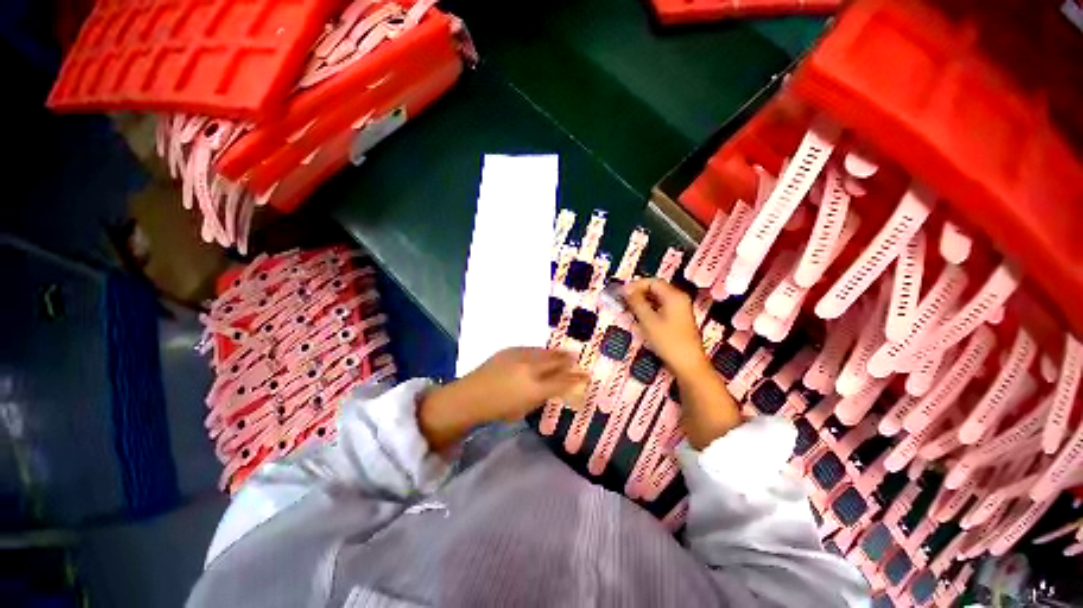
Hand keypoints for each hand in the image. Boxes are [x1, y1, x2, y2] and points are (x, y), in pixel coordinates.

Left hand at [418, 348, 588, 449]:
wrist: (472, 395)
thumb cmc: (498, 409)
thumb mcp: (524, 408)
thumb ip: (542, 396)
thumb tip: (554, 387)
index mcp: (535, 389)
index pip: (563, 382)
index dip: (577, 378)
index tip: (587, 375)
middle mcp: (531, 370)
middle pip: (556, 362)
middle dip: (569, 361)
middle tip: (578, 359)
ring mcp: (520, 357)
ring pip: (545, 352)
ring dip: (557, 353)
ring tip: (566, 353)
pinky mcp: (511, 350)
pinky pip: (532, 349)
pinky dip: (541, 351)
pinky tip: (545, 351)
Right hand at [625, 279, 739, 448]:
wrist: (688, 365)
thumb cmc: (668, 342)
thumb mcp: (648, 321)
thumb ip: (636, 303)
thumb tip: (626, 290)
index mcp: (674, 296)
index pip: (652, 282)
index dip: (635, 285)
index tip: (621, 293)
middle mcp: (679, 299)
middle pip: (656, 288)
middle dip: (638, 292)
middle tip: (622, 301)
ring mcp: (680, 310)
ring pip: (658, 299)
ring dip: (642, 301)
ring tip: (628, 309)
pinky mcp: (678, 320)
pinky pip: (661, 307)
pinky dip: (649, 309)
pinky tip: (639, 317)